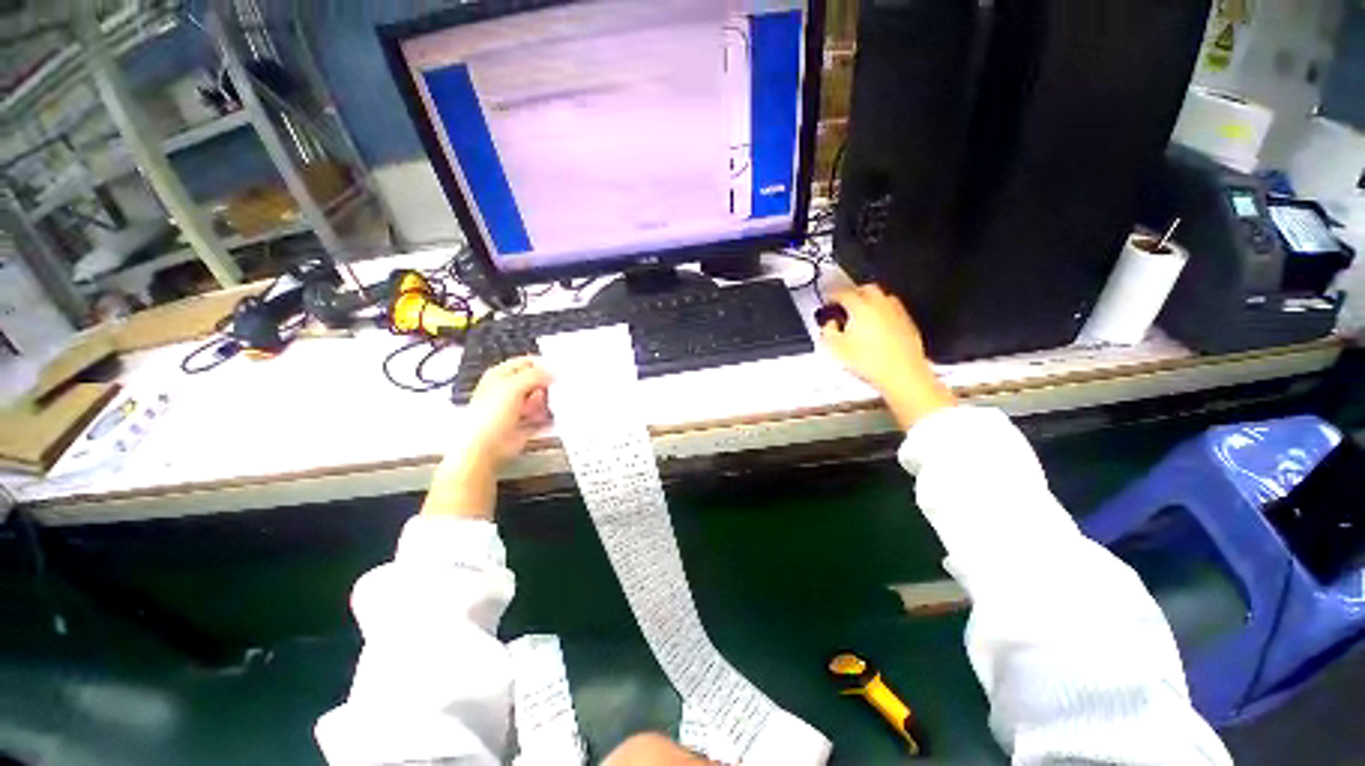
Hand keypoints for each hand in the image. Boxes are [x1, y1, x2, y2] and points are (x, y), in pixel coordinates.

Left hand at [423, 357, 551, 518]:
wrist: (484, 449)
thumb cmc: (490, 415)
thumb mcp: (513, 387)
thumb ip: (535, 375)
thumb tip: (554, 371)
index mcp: (500, 376)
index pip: (526, 363)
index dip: (542, 365)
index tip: (559, 369)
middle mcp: (509, 390)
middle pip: (536, 382)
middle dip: (547, 386)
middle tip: (553, 390)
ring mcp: (517, 408)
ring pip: (541, 400)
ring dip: (548, 403)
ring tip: (549, 407)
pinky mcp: (525, 425)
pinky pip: (543, 418)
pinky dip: (549, 418)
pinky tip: (554, 418)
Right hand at [820, 284, 956, 429]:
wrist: (902, 375)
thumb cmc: (870, 362)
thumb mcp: (836, 349)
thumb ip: (827, 331)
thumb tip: (829, 325)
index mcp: (861, 307)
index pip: (843, 292)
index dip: (832, 295)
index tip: (828, 300)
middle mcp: (880, 304)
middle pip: (865, 289)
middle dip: (853, 294)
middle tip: (844, 304)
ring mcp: (897, 313)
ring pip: (882, 298)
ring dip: (869, 302)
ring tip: (860, 316)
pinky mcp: (908, 324)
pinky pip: (892, 311)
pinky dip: (882, 314)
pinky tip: (877, 328)